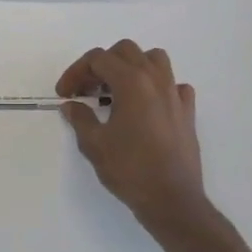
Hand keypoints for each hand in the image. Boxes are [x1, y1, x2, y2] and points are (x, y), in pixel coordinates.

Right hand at [57, 41, 208, 230]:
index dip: (76, 72)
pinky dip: (158, 87)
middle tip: (87, 89)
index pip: (98, 59)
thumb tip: (71, 105)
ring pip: (154, 59)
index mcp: (131, 82)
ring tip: (117, 90)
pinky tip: (147, 106)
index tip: (64, 94)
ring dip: (132, 67)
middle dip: (101, 64)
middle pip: (125, 51)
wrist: (172, 199)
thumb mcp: (94, 144)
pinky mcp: (187, 112)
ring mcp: (175, 94)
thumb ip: (80, 118)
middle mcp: (155, 80)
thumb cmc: (130, 169)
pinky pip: (174, 85)